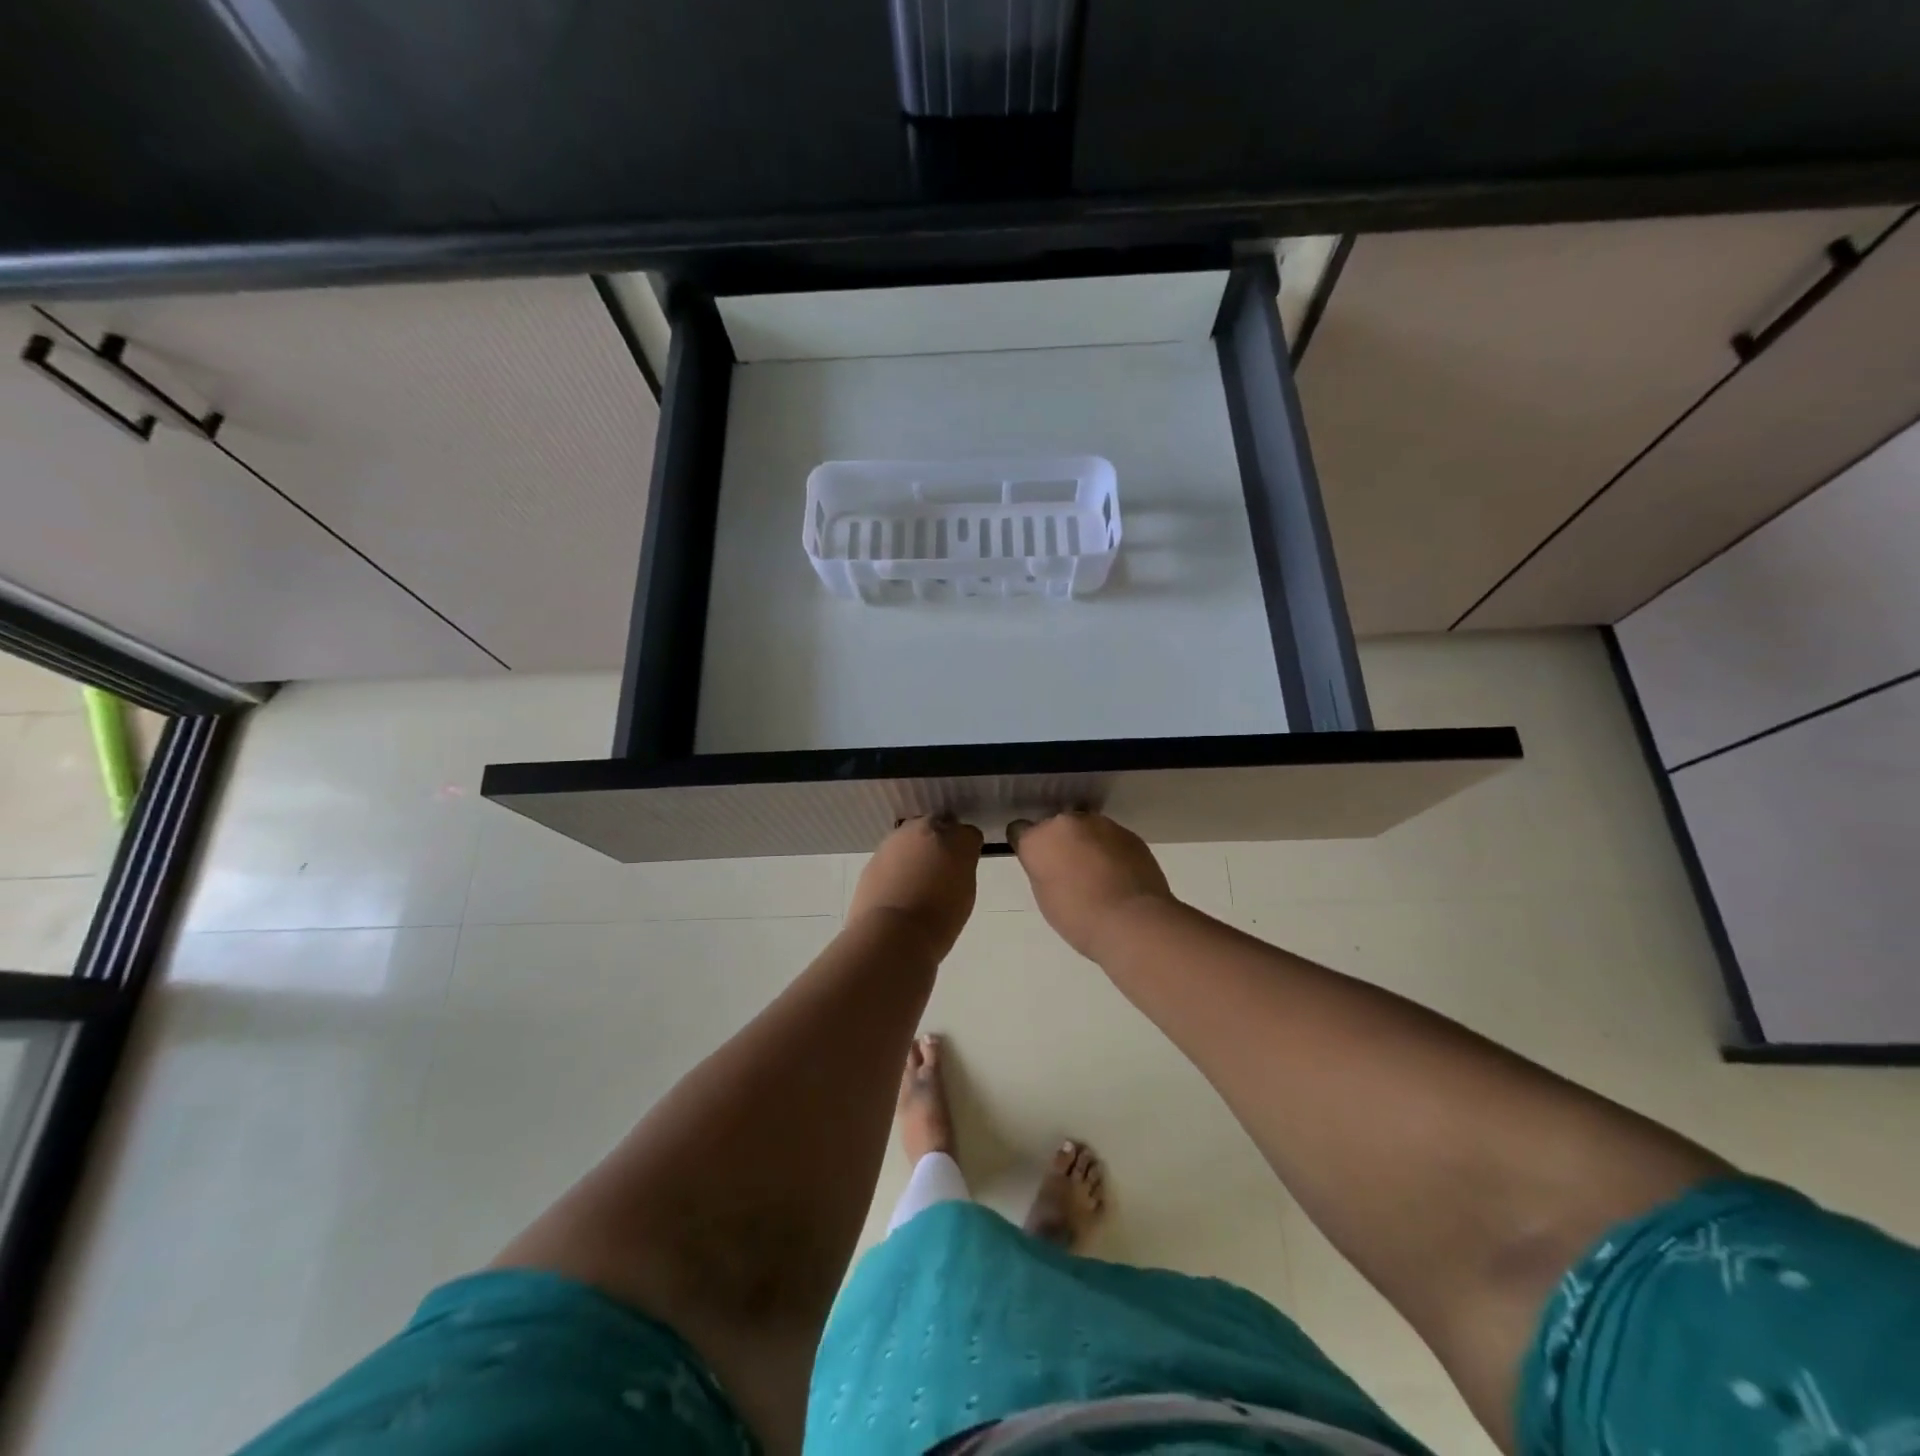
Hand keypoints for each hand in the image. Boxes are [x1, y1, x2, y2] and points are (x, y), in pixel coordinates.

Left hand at [847, 817, 983, 963]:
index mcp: (956, 839)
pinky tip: (897, 888)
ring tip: (916, 880)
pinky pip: (892, 854)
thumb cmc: (940, 919)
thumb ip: (961, 869)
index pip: (968, 834)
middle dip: (940, 843)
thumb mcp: (965, 893)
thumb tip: (953, 865)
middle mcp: (926, 829)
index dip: (967, 850)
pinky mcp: (874, 855)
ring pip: (911, 837)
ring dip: (916, 851)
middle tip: (940, 869)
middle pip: (937, 827)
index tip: (963, 867)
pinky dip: (896, 865)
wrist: (892, 934)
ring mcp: (896, 840)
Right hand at [1008, 812, 1176, 961]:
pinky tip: (1119, 876)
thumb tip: (1051, 863)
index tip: (1036, 862)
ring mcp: (1101, 824)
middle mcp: (1066, 823)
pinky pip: (1111, 838)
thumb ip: (1042, 870)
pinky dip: (1111, 851)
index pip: (1020, 830)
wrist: (1133, 922)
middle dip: (1060, 843)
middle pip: (1056, 827)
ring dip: (1087, 844)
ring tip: (1099, 875)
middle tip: (1069, 871)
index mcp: (1038, 839)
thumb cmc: (1079, 918)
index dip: (1027, 846)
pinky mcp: (1129, 833)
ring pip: (1086, 829)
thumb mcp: (1045, 897)